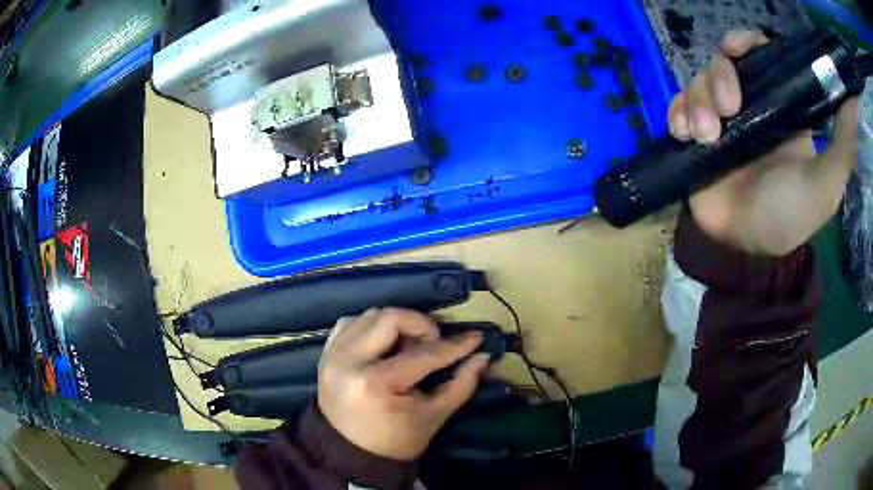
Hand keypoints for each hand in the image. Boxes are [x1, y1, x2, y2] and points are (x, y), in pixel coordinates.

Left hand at [317, 308, 489, 460]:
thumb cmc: (396, 440)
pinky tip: (384, 345)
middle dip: (421, 326)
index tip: (475, 338)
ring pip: (370, 315)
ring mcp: (333, 354)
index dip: (453, 346)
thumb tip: (481, 355)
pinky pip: (351, 323)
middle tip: (433, 344)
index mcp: (376, 383)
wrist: (350, 452)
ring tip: (408, 347)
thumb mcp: (434, 416)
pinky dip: (371, 327)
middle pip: (391, 318)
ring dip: (396, 325)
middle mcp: (349, 360)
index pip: (423, 355)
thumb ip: (461, 384)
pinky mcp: (326, 353)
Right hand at [668, 30, 858, 255]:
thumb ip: (843, 146)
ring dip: (697, 101)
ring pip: (698, 82)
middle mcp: (749, 106)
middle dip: (718, 77)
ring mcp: (720, 120)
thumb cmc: (787, 217)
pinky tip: (683, 133)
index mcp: (779, 108)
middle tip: (726, 109)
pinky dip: (677, 113)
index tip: (736, 50)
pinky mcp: (695, 136)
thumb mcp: (825, 185)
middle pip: (723, 63)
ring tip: (704, 135)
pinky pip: (677, 106)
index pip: (759, 56)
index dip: (744, 43)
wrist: (743, 249)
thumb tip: (853, 101)